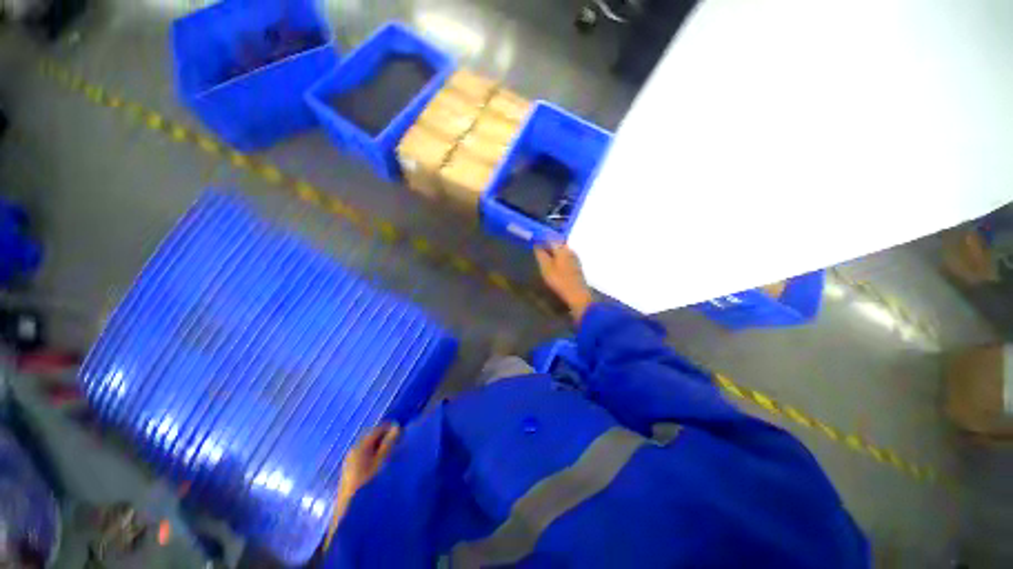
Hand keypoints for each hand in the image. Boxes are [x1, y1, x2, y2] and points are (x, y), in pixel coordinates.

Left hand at [333, 424, 400, 521]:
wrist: (349, 516)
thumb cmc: (368, 485)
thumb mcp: (383, 462)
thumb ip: (390, 443)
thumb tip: (396, 426)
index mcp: (360, 447)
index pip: (379, 429)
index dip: (393, 429)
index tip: (406, 434)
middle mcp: (353, 453)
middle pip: (374, 440)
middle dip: (388, 441)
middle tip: (403, 446)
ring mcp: (351, 466)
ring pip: (371, 451)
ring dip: (384, 452)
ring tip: (396, 459)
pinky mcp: (352, 477)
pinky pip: (368, 462)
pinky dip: (378, 461)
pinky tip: (385, 470)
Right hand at [535, 243, 593, 322]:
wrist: (577, 295)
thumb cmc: (559, 281)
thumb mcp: (546, 268)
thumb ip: (541, 255)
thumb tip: (537, 244)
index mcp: (562, 248)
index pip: (550, 238)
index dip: (542, 239)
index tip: (534, 241)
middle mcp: (570, 250)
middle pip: (557, 244)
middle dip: (548, 245)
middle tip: (538, 249)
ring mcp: (575, 258)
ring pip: (562, 251)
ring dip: (553, 252)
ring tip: (545, 257)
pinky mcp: (577, 267)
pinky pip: (565, 258)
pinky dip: (559, 259)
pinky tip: (554, 265)